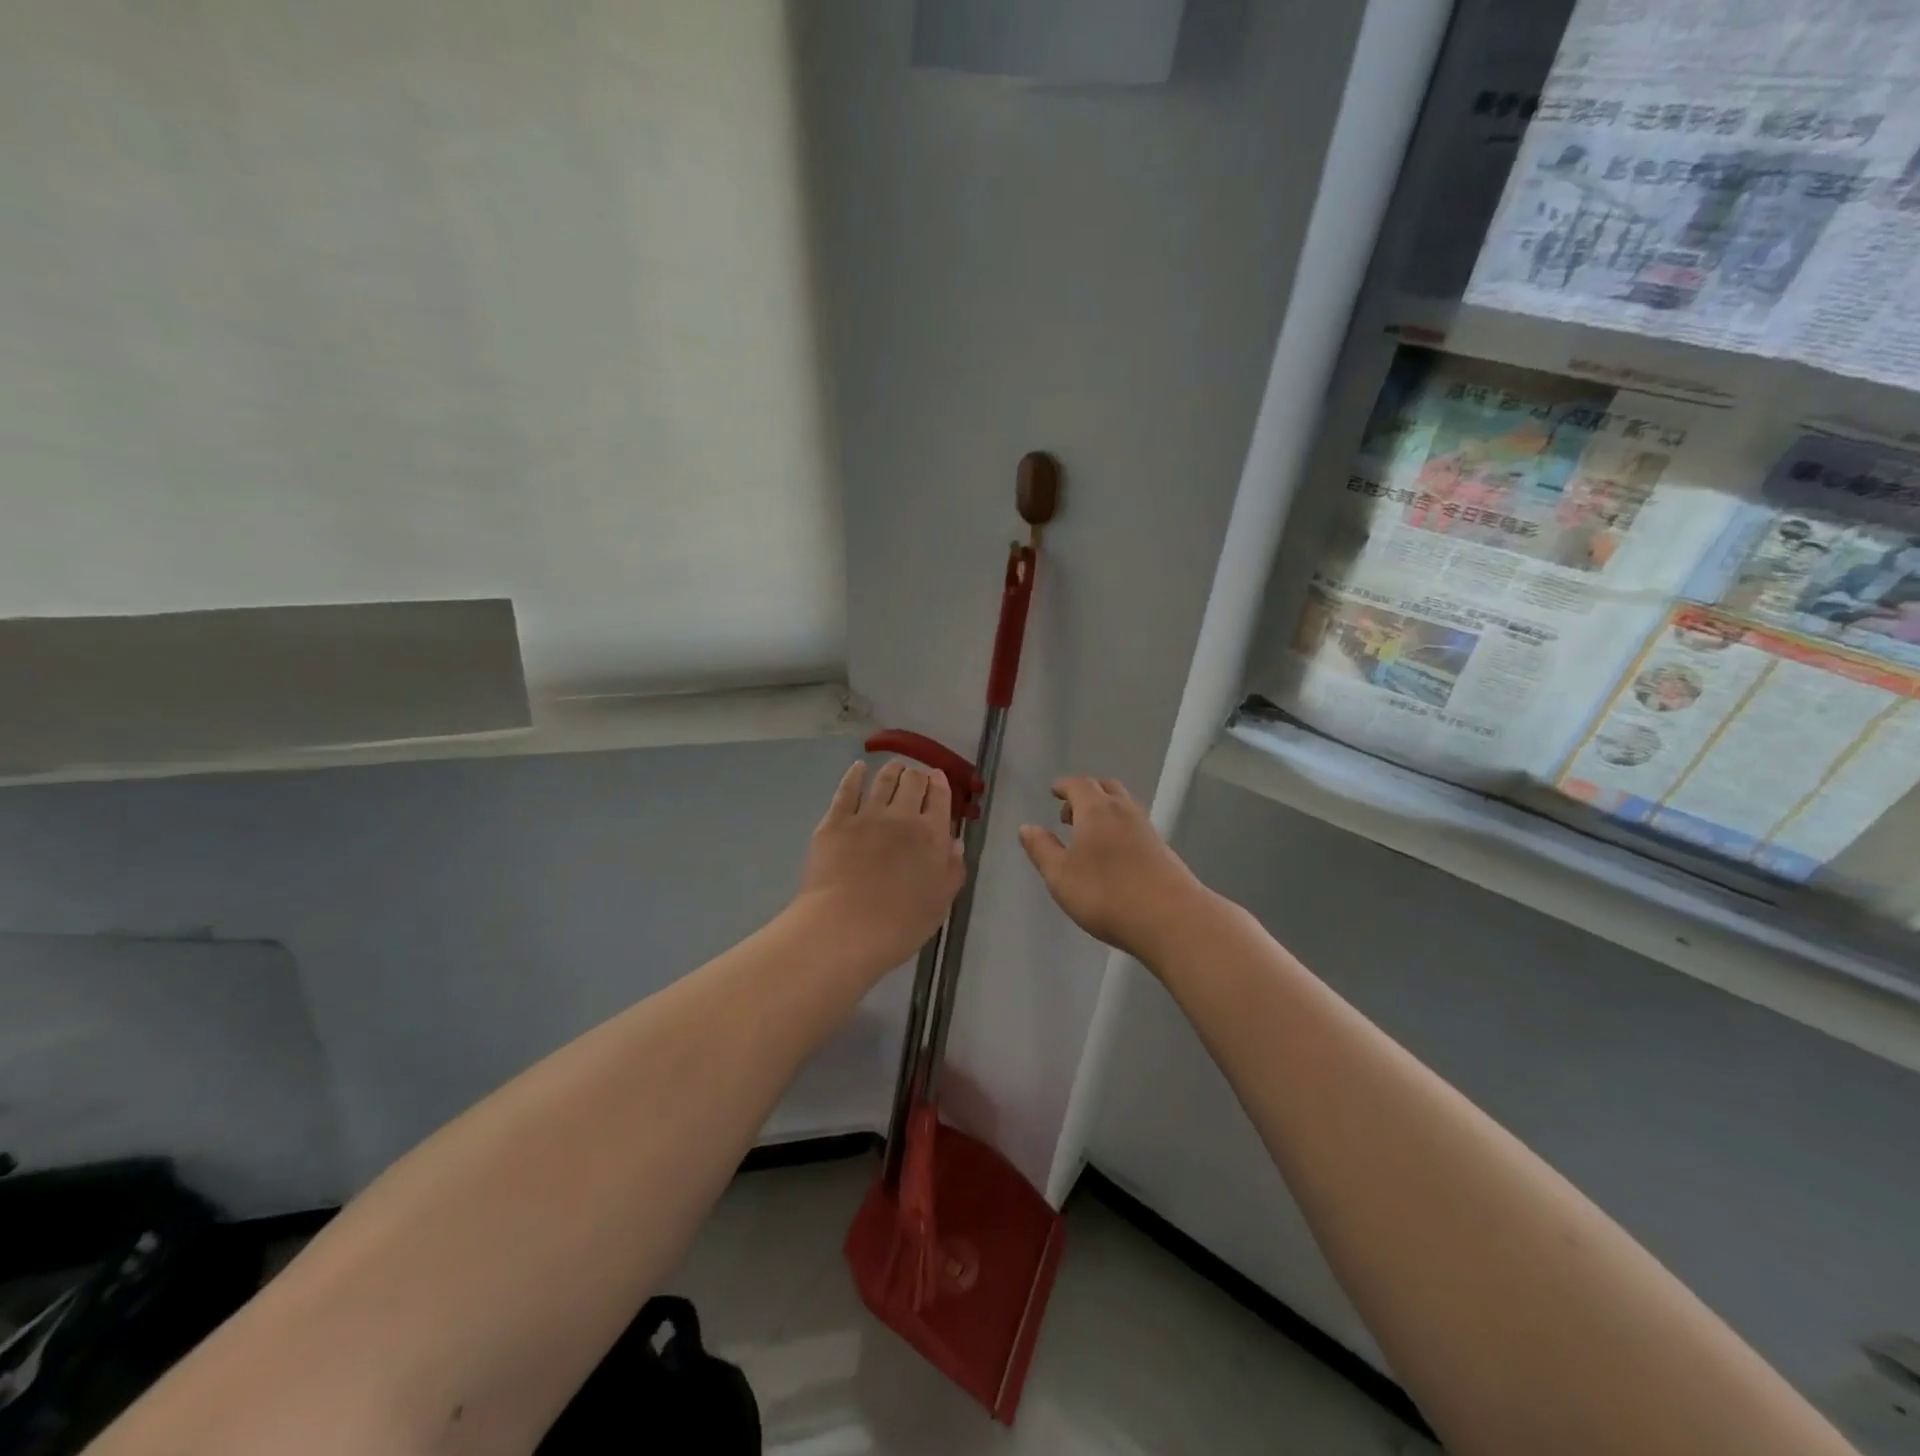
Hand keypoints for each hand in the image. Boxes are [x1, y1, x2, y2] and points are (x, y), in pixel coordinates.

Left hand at [796, 759, 965, 975]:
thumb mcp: (940, 903)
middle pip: (913, 782)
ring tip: (895, 767)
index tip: (938, 778)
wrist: (844, 928)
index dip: (940, 784)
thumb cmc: (899, 925)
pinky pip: (847, 790)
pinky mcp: (835, 821)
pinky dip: (855, 775)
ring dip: (892, 770)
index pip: (940, 798)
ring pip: (883, 780)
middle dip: (917, 775)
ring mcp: (866, 815)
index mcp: (932, 835)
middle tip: (916, 777)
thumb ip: (951, 870)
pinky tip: (858, 768)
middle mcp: (902, 817)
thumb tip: (954, 842)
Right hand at [1020, 777, 1210, 962]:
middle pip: (1106, 788)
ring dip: (1105, 811)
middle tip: (1070, 812)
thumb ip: (1042, 849)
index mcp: (1096, 810)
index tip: (1054, 791)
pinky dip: (1120, 828)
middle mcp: (1124, 812)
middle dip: (1086, 794)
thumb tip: (1027, 827)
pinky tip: (1114, 855)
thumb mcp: (1060, 875)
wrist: (1171, 919)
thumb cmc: (1106, 894)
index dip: (1064, 786)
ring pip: (1124, 806)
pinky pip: (1135, 826)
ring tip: (1089, 835)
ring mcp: (1147, 830)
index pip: (1079, 784)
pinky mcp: (1163, 850)